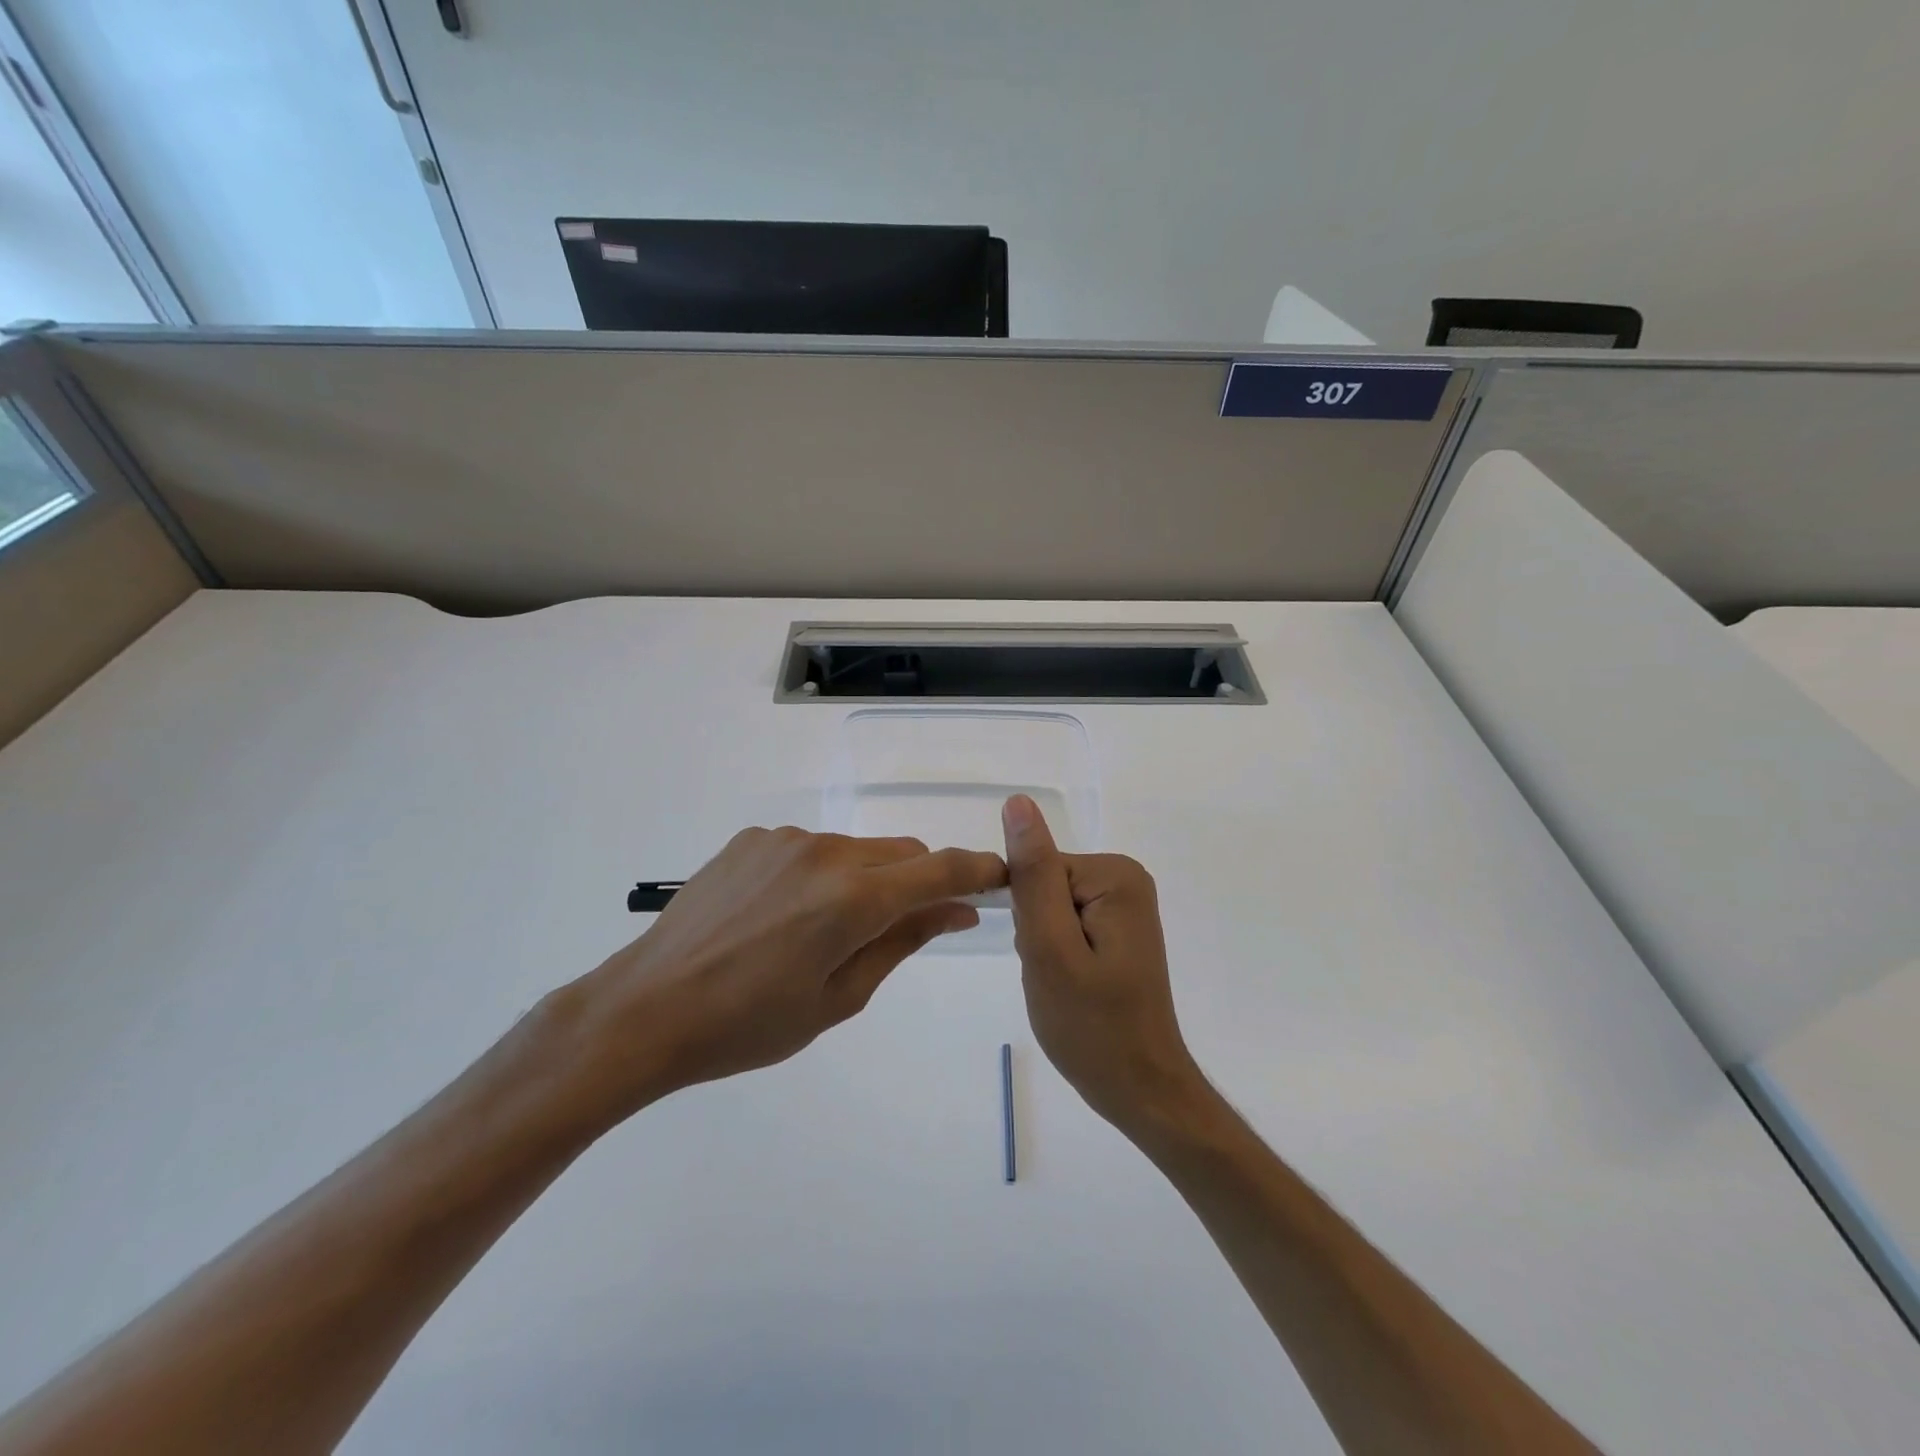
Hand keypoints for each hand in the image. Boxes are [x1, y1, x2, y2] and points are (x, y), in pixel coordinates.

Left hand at [552, 827, 1007, 1125]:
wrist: (646, 1008)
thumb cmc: (749, 1025)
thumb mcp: (839, 999)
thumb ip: (903, 942)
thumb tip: (956, 910)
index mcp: (854, 898)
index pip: (940, 869)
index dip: (978, 870)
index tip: (999, 878)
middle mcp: (826, 852)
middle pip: (902, 853)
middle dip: (918, 882)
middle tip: (902, 928)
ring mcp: (785, 839)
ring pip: (857, 850)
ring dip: (865, 879)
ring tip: (822, 931)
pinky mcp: (752, 838)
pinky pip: (809, 849)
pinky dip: (820, 874)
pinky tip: (781, 915)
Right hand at [1001, 794, 1205, 1138]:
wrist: (1140, 1089)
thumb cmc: (1091, 1026)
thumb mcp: (1050, 947)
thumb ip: (1033, 874)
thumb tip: (1018, 803)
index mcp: (1114, 876)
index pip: (1038, 870)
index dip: (1026, 916)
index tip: (1042, 958)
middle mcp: (1126, 879)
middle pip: (1045, 885)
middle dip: (1035, 932)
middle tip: (1055, 977)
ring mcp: (1125, 905)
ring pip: (1050, 908)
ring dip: (1043, 946)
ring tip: (1064, 985)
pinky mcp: (1119, 929)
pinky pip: (1066, 924)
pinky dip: (1057, 954)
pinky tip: (1073, 985)